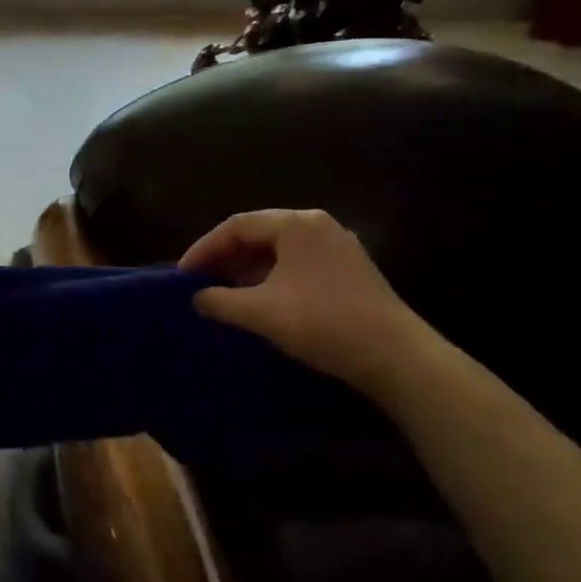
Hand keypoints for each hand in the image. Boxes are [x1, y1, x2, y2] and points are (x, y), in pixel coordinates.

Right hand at [179, 209, 435, 396]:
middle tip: (201, 282)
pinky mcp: (350, 270)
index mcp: (296, 224)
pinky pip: (298, 263)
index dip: (204, 248)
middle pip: (259, 233)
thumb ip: (221, 301)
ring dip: (248, 268)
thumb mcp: (261, 313)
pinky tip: (262, 300)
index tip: (183, 275)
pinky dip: (272, 276)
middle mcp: (318, 225)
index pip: (236, 225)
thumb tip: (197, 297)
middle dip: (225, 257)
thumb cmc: (323, 323)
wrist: (397, 357)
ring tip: (226, 292)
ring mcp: (338, 246)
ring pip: (279, 249)